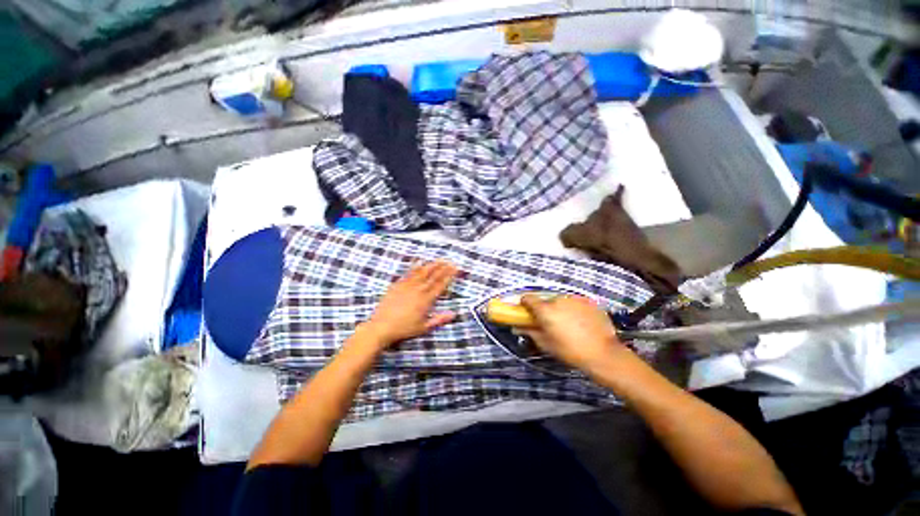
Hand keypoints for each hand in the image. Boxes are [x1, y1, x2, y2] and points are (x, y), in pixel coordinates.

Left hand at [364, 261, 458, 345]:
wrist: (382, 326)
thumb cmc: (404, 329)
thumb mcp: (424, 327)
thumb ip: (439, 320)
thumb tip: (454, 314)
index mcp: (426, 300)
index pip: (440, 285)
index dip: (449, 276)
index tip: (455, 269)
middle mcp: (418, 290)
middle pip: (433, 276)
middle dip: (443, 268)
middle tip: (449, 261)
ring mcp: (407, 286)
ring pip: (422, 272)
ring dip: (431, 265)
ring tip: (438, 259)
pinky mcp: (397, 285)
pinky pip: (408, 273)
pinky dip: (415, 266)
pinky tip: (419, 262)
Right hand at [520, 294, 629, 371]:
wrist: (603, 354)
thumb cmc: (570, 351)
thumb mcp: (546, 344)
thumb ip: (530, 332)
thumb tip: (517, 327)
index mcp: (545, 309)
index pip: (528, 298)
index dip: (525, 304)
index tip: (527, 311)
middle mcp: (558, 300)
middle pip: (546, 300)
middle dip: (546, 309)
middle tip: (551, 323)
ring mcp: (575, 299)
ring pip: (562, 301)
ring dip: (561, 309)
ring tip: (570, 324)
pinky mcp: (589, 301)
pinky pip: (576, 303)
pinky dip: (575, 310)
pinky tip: (582, 323)